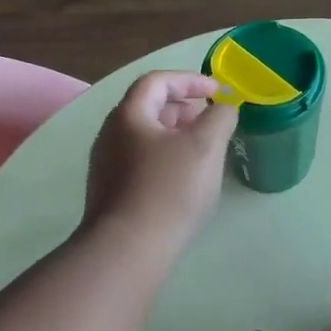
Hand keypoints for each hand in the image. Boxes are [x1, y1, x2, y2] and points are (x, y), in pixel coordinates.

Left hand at [83, 71, 236, 256]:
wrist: (127, 251)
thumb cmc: (168, 189)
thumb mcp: (205, 146)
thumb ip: (220, 117)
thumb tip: (224, 106)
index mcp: (129, 114)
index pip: (157, 81)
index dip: (190, 80)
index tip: (219, 92)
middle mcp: (110, 134)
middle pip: (148, 107)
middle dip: (183, 107)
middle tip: (211, 120)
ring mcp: (106, 166)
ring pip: (145, 137)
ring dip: (175, 134)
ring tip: (202, 150)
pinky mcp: (110, 193)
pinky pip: (140, 162)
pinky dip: (165, 158)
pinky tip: (184, 181)